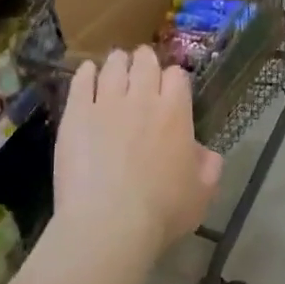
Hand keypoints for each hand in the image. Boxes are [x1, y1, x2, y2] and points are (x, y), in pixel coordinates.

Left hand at [55, 48, 223, 266]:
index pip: (177, 76)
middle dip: (145, 60)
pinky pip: (81, 82)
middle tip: (142, 67)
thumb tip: (205, 152)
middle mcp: (142, 98)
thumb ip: (209, 166)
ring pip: (113, 66)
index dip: (173, 78)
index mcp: (176, 113)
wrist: (109, 223)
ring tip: (116, 66)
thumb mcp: (202, 193)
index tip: (170, 87)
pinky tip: (87, 73)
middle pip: (145, 62)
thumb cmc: (162, 211)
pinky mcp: (75, 114)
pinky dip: (86, 73)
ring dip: (117, 62)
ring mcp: (106, 103)